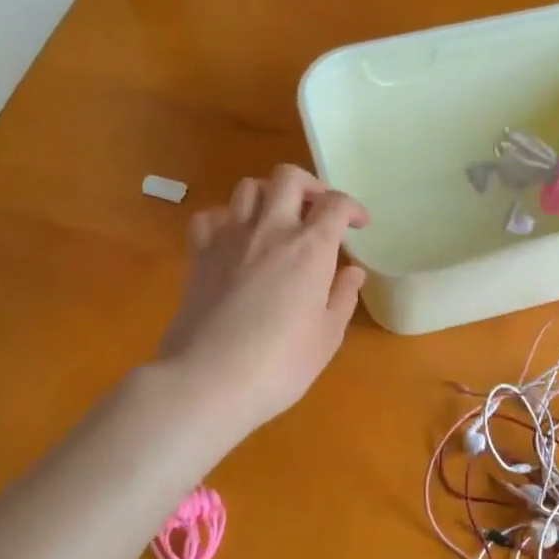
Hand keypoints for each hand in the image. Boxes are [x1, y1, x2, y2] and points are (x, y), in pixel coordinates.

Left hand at [156, 164, 367, 437]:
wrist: (208, 381)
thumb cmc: (280, 365)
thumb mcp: (327, 337)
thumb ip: (342, 297)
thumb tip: (353, 271)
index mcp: (310, 248)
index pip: (336, 204)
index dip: (353, 208)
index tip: (359, 226)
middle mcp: (270, 230)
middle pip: (289, 177)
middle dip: (310, 187)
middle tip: (317, 212)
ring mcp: (229, 238)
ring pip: (248, 187)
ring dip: (268, 195)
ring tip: (277, 220)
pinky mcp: (199, 254)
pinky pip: (209, 216)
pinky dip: (225, 218)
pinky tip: (235, 239)